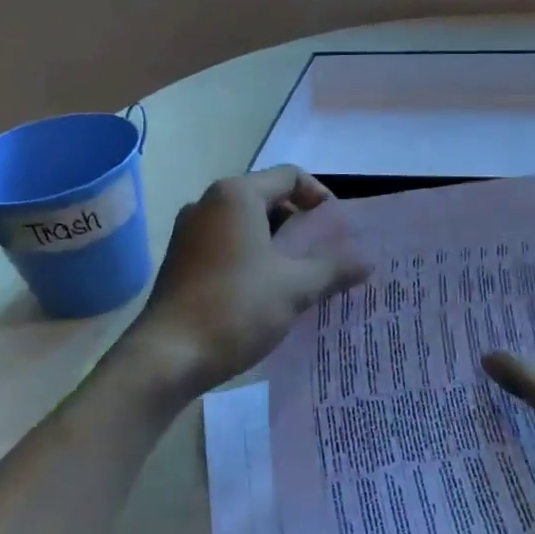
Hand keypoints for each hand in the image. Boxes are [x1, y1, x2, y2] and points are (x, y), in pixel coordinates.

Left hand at [126, 166, 368, 397]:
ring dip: (279, 246)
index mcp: (236, 196)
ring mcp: (190, 233)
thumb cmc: (236, 309)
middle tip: (327, 257)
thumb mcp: (296, 287)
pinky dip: (255, 260)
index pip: (290, 176)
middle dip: (302, 225)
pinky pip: (228, 247)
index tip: (339, 231)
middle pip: (269, 199)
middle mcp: (208, 204)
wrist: (167, 357)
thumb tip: (367, 260)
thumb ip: (335, 268)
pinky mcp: (182, 261)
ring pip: (248, 226)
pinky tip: (270, 294)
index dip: (321, 198)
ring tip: (304, 278)